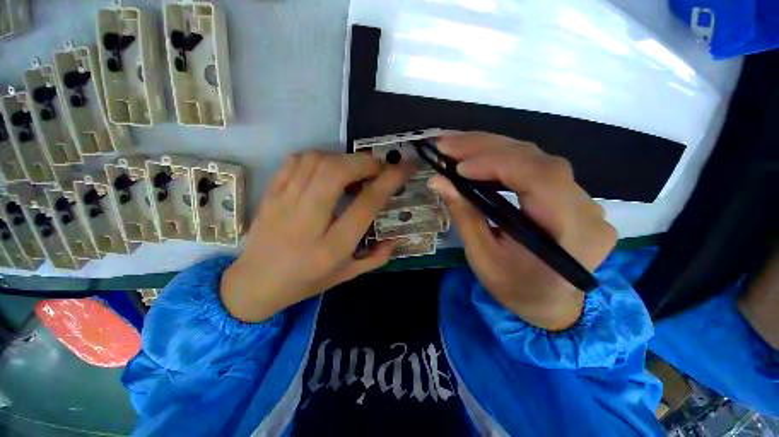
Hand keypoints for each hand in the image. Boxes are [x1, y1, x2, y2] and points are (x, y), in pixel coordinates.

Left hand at [221, 151, 413, 322]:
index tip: (404, 168)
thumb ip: (377, 257)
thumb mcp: (347, 276)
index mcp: (332, 246)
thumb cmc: (306, 282)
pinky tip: (327, 169)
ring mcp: (284, 204)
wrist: (255, 283)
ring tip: (354, 169)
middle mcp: (308, 221)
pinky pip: (295, 162)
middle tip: (378, 167)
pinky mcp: (270, 194)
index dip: (389, 180)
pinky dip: (318, 157)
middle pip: (337, 173)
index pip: (366, 204)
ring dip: (343, 158)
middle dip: (365, 162)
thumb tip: (398, 236)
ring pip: (316, 161)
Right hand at [429, 133, 616, 330]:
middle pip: (538, 160)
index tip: (458, 166)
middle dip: (486, 147)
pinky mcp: (571, 195)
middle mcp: (586, 209)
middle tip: (447, 143)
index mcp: (570, 233)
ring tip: (457, 145)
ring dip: (492, 147)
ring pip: (536, 158)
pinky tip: (479, 157)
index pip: (540, 179)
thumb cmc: (516, 288)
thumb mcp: (483, 257)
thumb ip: (464, 215)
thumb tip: (438, 181)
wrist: (551, 304)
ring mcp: (583, 199)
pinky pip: (536, 167)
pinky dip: (503, 158)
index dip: (498, 164)